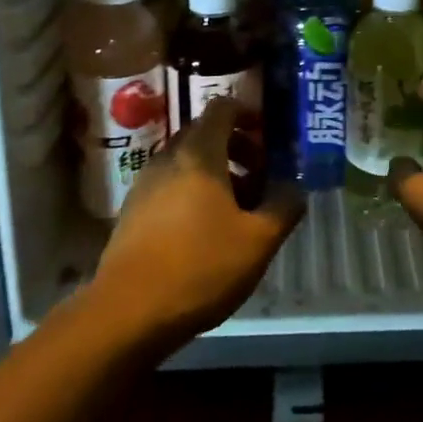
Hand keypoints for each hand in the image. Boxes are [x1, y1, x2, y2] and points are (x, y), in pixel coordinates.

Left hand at [88, 97, 303, 348]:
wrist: (127, 313)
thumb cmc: (200, 267)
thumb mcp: (258, 241)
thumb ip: (284, 207)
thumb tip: (295, 188)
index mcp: (199, 153)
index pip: (222, 107)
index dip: (248, 113)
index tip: (269, 137)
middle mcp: (168, 158)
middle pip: (205, 134)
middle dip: (237, 148)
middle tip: (261, 178)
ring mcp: (145, 184)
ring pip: (187, 162)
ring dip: (216, 174)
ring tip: (238, 211)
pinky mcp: (132, 212)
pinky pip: (169, 186)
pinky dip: (193, 193)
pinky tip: (206, 232)